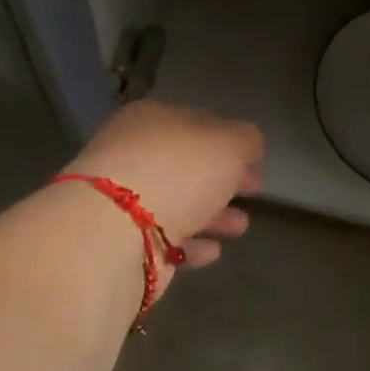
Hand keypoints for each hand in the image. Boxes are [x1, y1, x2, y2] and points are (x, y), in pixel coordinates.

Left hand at [64, 100, 263, 271]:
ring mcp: (122, 199)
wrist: (115, 231)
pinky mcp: (121, 241)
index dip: (229, 141)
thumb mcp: (229, 144)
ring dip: (211, 215)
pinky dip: (190, 243)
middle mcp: (132, 154)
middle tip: (253, 191)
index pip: (196, 123)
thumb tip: (247, 145)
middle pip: (186, 165)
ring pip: (177, 203)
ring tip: (240, 227)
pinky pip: (164, 239)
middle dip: (222, 179)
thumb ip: (246, 140)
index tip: (255, 161)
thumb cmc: (178, 172)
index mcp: (152, 119)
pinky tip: (213, 251)